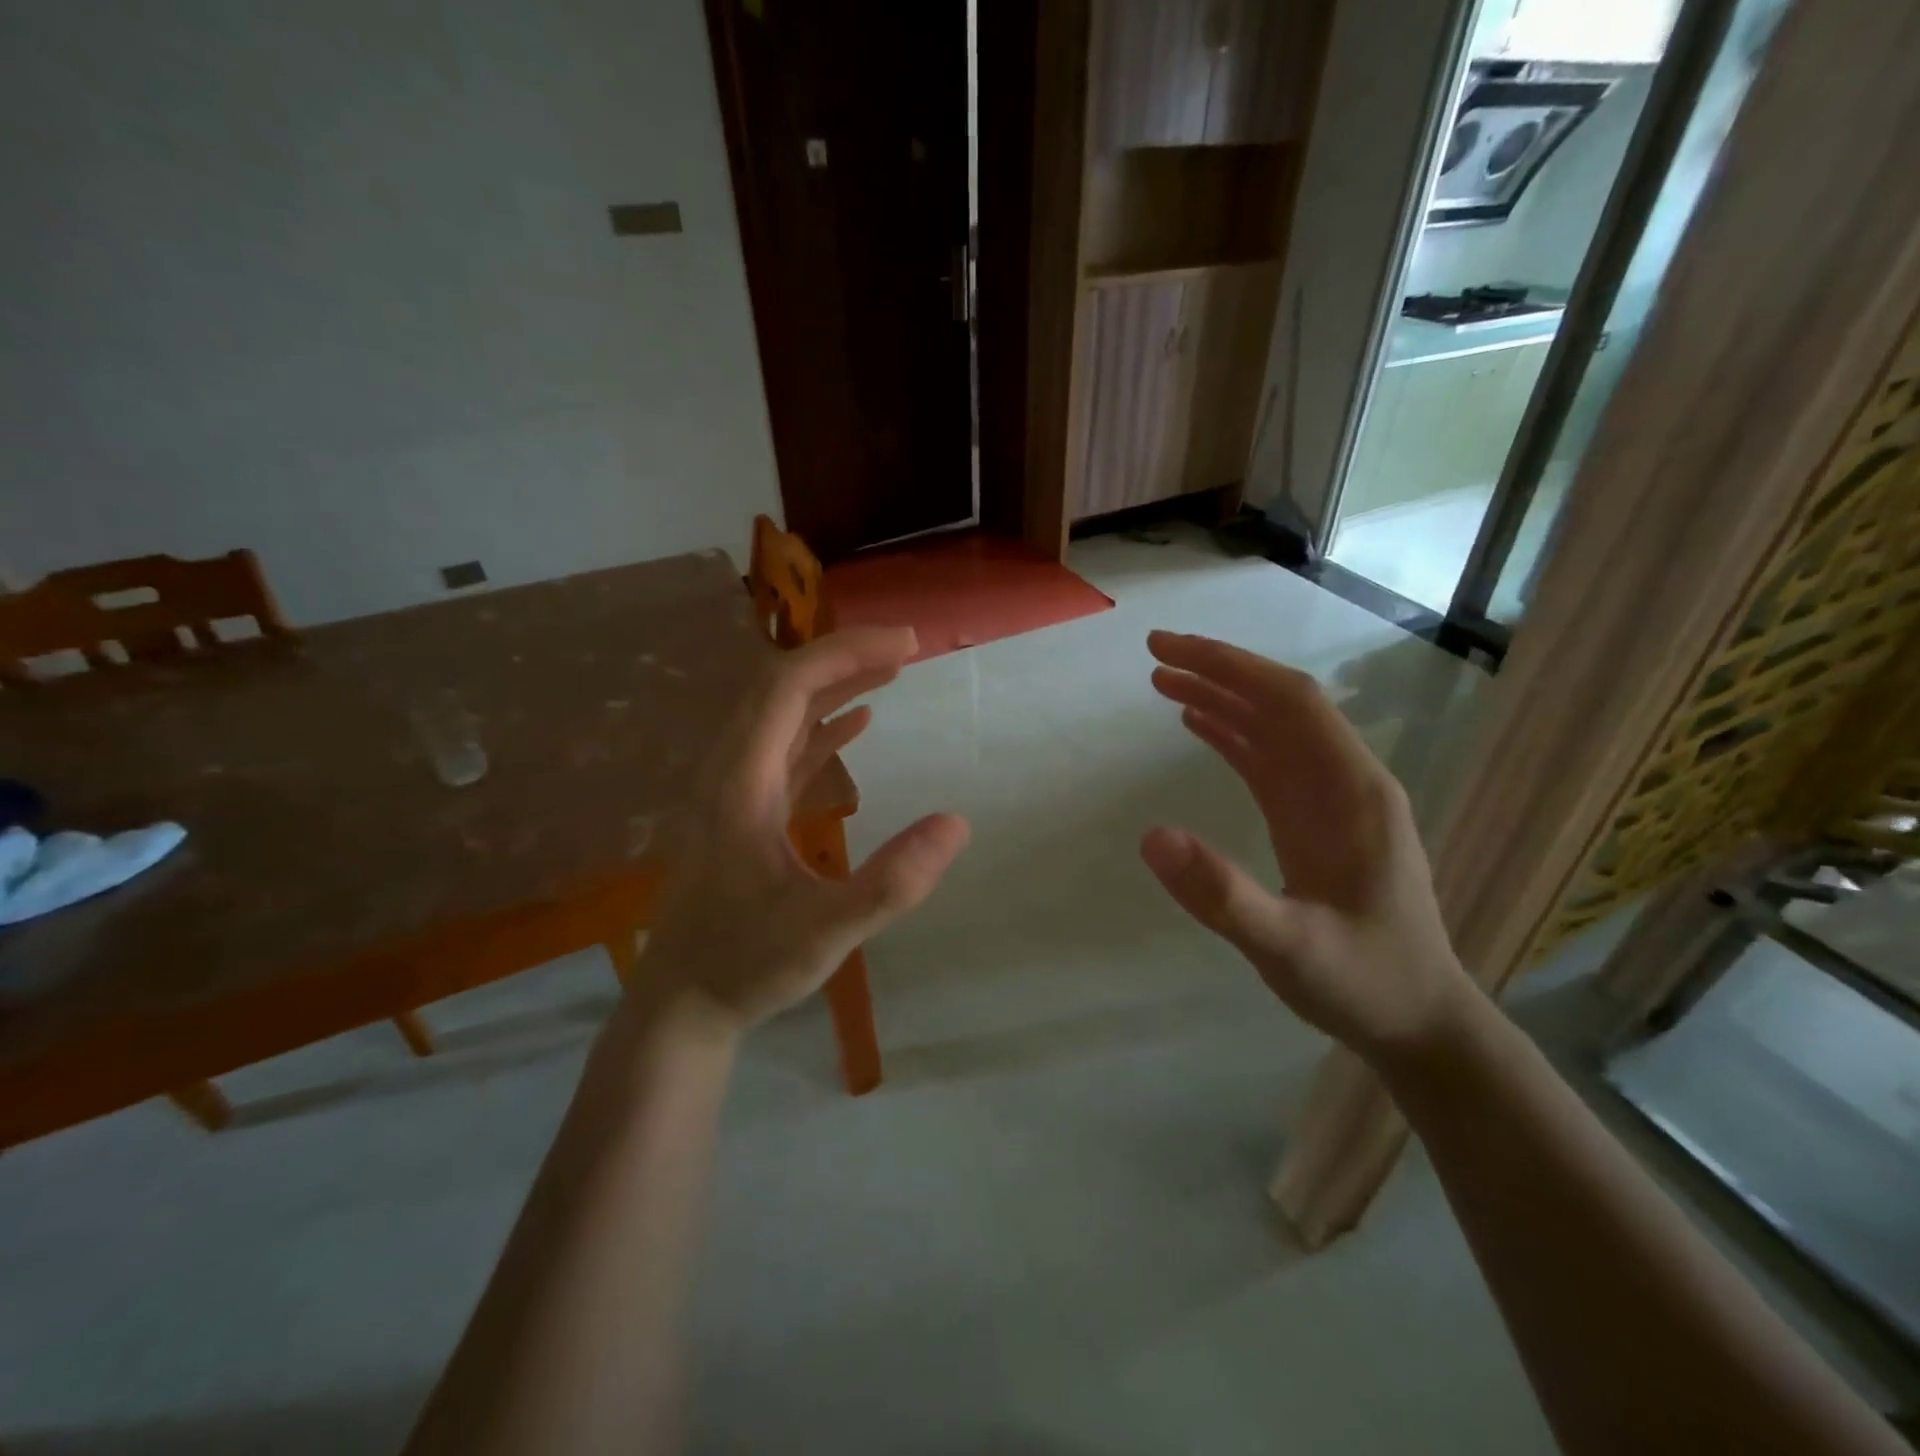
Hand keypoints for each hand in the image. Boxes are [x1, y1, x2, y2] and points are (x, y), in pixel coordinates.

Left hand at [639, 627, 969, 1031]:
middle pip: (781, 688)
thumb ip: (891, 883)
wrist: (682, 1003)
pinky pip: (782, 748)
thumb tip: (956, 824)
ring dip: (834, 687)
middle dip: (844, 659)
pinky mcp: (741, 809)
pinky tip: (857, 722)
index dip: (845, 655)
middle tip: (906, 649)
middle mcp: (728, 772)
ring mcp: (732, 789)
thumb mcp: (825, 932)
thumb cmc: (747, 965)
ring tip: (890, 672)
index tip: (905, 644)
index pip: (787, 688)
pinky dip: (821, 725)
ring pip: (781, 715)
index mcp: (740, 782)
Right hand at [1140, 631, 1474, 1063]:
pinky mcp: (1315, 819)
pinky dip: (1232, 734)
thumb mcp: (1288, 948)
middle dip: (1218, 670)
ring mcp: (1331, 799)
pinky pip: (1270, 760)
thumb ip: (1223, 895)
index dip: (1230, 666)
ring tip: (1162, 681)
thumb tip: (1150, 836)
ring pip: (1273, 727)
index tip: (1169, 651)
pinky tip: (1197, 725)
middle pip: (1280, 702)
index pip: (1290, 702)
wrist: (1418, 1022)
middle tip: (1153, 655)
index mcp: (1353, 792)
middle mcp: (1346, 781)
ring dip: (1221, 698)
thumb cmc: (1362, 982)